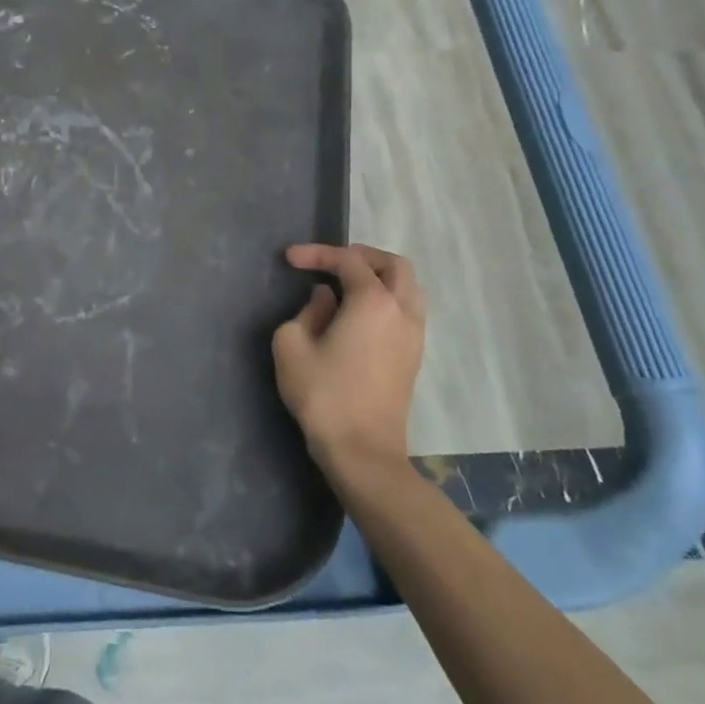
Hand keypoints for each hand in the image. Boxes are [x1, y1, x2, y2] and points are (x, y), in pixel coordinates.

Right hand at [274, 244, 425, 470]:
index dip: (317, 253)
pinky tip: (359, 312)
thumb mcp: (292, 344)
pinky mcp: (414, 356)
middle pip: (393, 265)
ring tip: (346, 283)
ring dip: (379, 276)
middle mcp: (402, 310)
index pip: (348, 261)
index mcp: (373, 301)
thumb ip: (307, 310)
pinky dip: (386, 298)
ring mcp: (414, 334)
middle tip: (330, 262)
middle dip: (361, 256)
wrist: (362, 450)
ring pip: (407, 287)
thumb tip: (326, 299)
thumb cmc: (323, 394)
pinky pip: (407, 309)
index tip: (289, 258)